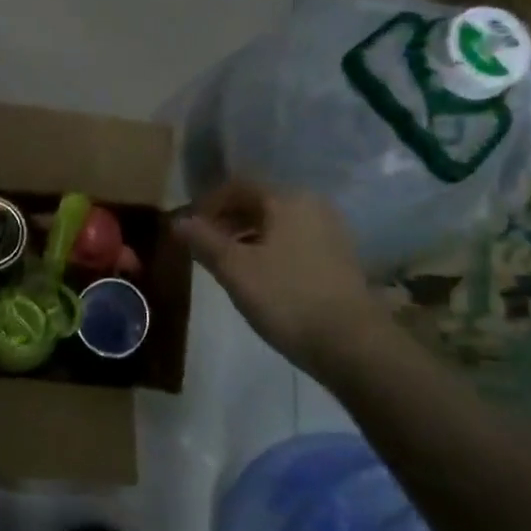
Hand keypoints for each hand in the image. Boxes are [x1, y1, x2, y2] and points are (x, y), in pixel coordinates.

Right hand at [174, 180, 376, 376]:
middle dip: (227, 220)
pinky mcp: (340, 257)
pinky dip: (271, 249)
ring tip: (227, 263)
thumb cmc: (287, 298)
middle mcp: (312, 205)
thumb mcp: (235, 270)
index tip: (189, 229)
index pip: (238, 186)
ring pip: (277, 223)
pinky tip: (260, 276)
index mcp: (287, 199)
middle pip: (259, 202)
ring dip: (248, 236)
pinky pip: (295, 240)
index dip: (208, 204)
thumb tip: (178, 220)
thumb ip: (204, 241)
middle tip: (204, 247)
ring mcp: (331, 231)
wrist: (353, 344)